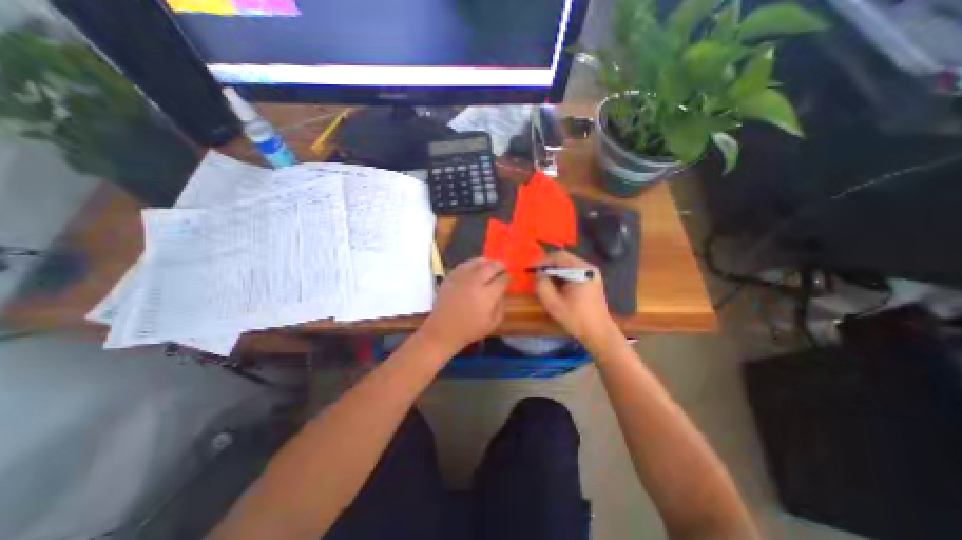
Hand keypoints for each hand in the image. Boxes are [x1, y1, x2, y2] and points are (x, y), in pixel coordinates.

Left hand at [423, 258, 509, 353]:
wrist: (443, 330)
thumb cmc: (470, 329)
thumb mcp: (493, 323)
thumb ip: (501, 306)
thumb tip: (503, 292)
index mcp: (487, 295)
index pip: (502, 279)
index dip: (508, 277)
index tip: (510, 278)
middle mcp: (475, 282)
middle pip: (491, 267)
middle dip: (500, 266)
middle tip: (503, 267)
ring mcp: (461, 277)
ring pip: (478, 262)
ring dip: (487, 262)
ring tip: (491, 264)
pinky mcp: (451, 276)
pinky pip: (465, 264)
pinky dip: (473, 263)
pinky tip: (476, 267)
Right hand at [529, 252, 619, 347]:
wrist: (598, 332)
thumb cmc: (575, 318)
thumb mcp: (553, 303)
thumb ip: (542, 285)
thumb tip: (538, 274)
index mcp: (581, 271)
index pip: (558, 256)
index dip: (542, 261)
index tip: (532, 270)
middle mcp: (588, 268)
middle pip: (564, 258)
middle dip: (548, 266)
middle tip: (536, 275)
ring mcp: (592, 273)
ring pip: (568, 264)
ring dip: (555, 271)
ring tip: (544, 281)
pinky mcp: (592, 279)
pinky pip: (573, 271)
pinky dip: (562, 275)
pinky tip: (556, 286)